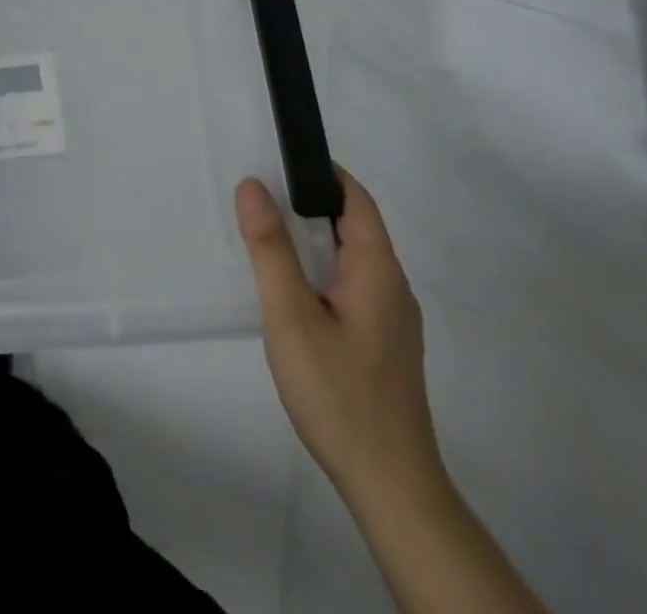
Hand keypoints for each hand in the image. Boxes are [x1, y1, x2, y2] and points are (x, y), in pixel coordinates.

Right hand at [236, 169, 445, 510]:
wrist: (391, 486)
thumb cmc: (338, 392)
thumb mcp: (291, 315)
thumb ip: (270, 248)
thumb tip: (253, 185)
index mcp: (377, 269)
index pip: (355, 199)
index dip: (321, 172)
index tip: (278, 160)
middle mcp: (392, 286)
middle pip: (353, 226)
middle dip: (307, 205)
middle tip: (257, 198)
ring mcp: (392, 319)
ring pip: (350, 259)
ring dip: (311, 241)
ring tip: (265, 239)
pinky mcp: (384, 345)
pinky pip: (351, 287)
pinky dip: (319, 272)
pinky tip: (290, 293)